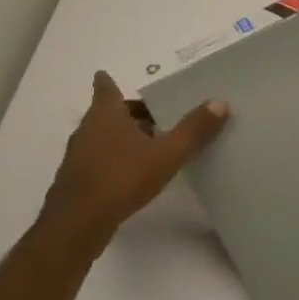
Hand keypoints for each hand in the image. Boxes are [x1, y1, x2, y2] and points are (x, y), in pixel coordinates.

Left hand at [41, 72, 227, 243]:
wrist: (78, 224)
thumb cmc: (122, 178)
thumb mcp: (167, 153)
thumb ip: (194, 129)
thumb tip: (220, 103)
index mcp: (106, 116)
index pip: (105, 90)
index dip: (107, 82)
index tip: (107, 75)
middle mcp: (88, 130)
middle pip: (108, 113)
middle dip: (129, 112)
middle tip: (156, 114)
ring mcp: (79, 156)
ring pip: (103, 137)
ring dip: (124, 136)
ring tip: (153, 143)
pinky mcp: (78, 180)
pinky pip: (101, 159)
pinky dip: (117, 158)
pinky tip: (136, 173)